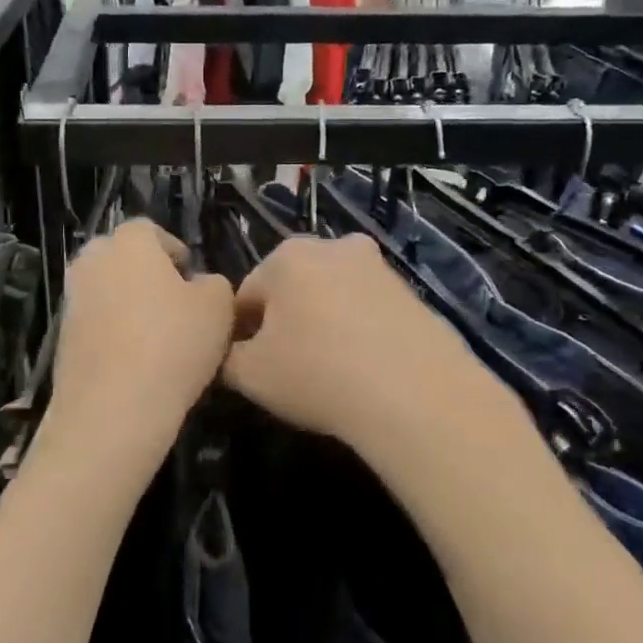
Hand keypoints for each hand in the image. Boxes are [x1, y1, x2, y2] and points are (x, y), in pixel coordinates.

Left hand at [47, 220, 236, 458]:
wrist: (113, 407)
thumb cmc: (173, 344)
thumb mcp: (219, 307)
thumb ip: (213, 283)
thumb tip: (199, 284)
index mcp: (129, 242)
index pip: (150, 230)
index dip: (174, 251)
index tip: (191, 279)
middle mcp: (93, 260)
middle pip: (122, 257)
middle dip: (146, 274)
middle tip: (174, 305)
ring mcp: (72, 299)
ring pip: (106, 290)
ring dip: (127, 304)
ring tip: (156, 337)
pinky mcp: (61, 336)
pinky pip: (94, 322)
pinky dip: (111, 332)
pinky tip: (134, 361)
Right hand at [223, 234, 482, 451]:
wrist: (416, 395)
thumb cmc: (318, 375)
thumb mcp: (249, 375)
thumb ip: (226, 358)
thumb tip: (231, 353)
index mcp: (286, 256)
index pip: (245, 296)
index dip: (240, 334)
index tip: (248, 367)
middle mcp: (332, 247)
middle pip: (290, 288)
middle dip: (284, 322)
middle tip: (288, 368)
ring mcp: (377, 266)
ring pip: (331, 296)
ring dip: (322, 324)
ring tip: (329, 371)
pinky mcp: (411, 291)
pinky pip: (366, 310)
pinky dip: (358, 331)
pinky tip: (363, 368)